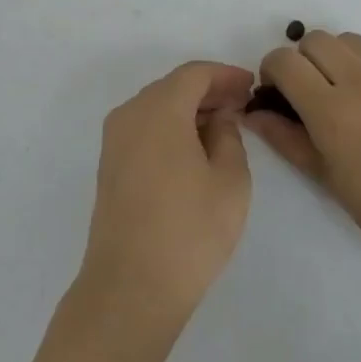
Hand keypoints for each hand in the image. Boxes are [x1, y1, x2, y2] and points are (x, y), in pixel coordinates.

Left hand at [76, 61, 254, 339]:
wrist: (131, 287)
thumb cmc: (190, 230)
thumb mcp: (230, 179)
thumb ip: (229, 135)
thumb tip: (218, 118)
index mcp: (159, 110)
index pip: (194, 74)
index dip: (225, 75)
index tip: (251, 86)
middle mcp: (129, 116)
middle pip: (172, 87)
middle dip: (208, 91)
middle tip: (241, 106)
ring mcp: (114, 142)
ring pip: (156, 108)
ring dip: (188, 110)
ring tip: (223, 128)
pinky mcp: (109, 167)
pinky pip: (144, 130)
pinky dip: (170, 128)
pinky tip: (194, 149)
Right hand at [247, 31, 360, 267]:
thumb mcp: (323, 175)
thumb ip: (284, 137)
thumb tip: (253, 113)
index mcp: (332, 109)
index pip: (285, 61)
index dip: (272, 70)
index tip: (278, 91)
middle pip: (316, 39)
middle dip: (303, 60)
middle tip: (310, 90)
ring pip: (351, 40)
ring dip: (337, 58)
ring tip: (346, 90)